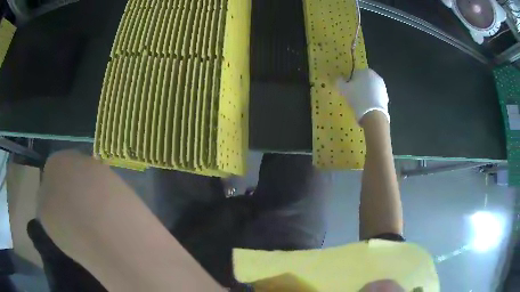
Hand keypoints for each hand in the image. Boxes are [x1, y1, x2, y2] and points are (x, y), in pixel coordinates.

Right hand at [336, 69, 389, 123]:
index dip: (351, 81)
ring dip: (367, 93)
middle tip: (354, 95)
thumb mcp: (344, 89)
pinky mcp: (386, 97)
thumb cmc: (358, 98)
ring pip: (371, 89)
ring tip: (360, 103)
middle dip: (360, 86)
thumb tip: (339, 78)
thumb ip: (340, 82)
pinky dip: (372, 100)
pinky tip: (367, 108)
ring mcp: (382, 87)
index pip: (356, 73)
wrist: (374, 115)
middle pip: (365, 80)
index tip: (348, 89)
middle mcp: (376, 76)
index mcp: (366, 71)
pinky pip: (376, 97)